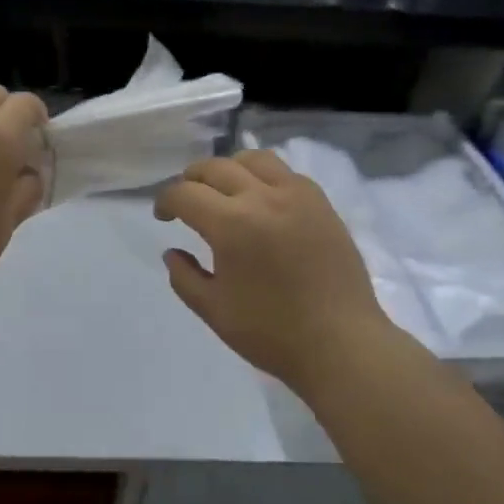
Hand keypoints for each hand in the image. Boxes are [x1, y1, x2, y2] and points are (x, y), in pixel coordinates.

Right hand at [155, 150, 393, 389]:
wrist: (341, 343)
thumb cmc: (272, 333)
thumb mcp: (213, 310)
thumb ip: (184, 277)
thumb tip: (172, 252)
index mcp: (231, 225)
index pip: (185, 193)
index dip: (165, 201)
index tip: (163, 216)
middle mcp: (263, 198)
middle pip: (215, 167)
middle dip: (191, 180)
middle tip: (186, 201)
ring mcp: (297, 196)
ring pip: (253, 159)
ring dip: (229, 168)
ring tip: (224, 191)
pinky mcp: (321, 203)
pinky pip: (285, 173)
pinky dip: (263, 177)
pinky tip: (261, 201)